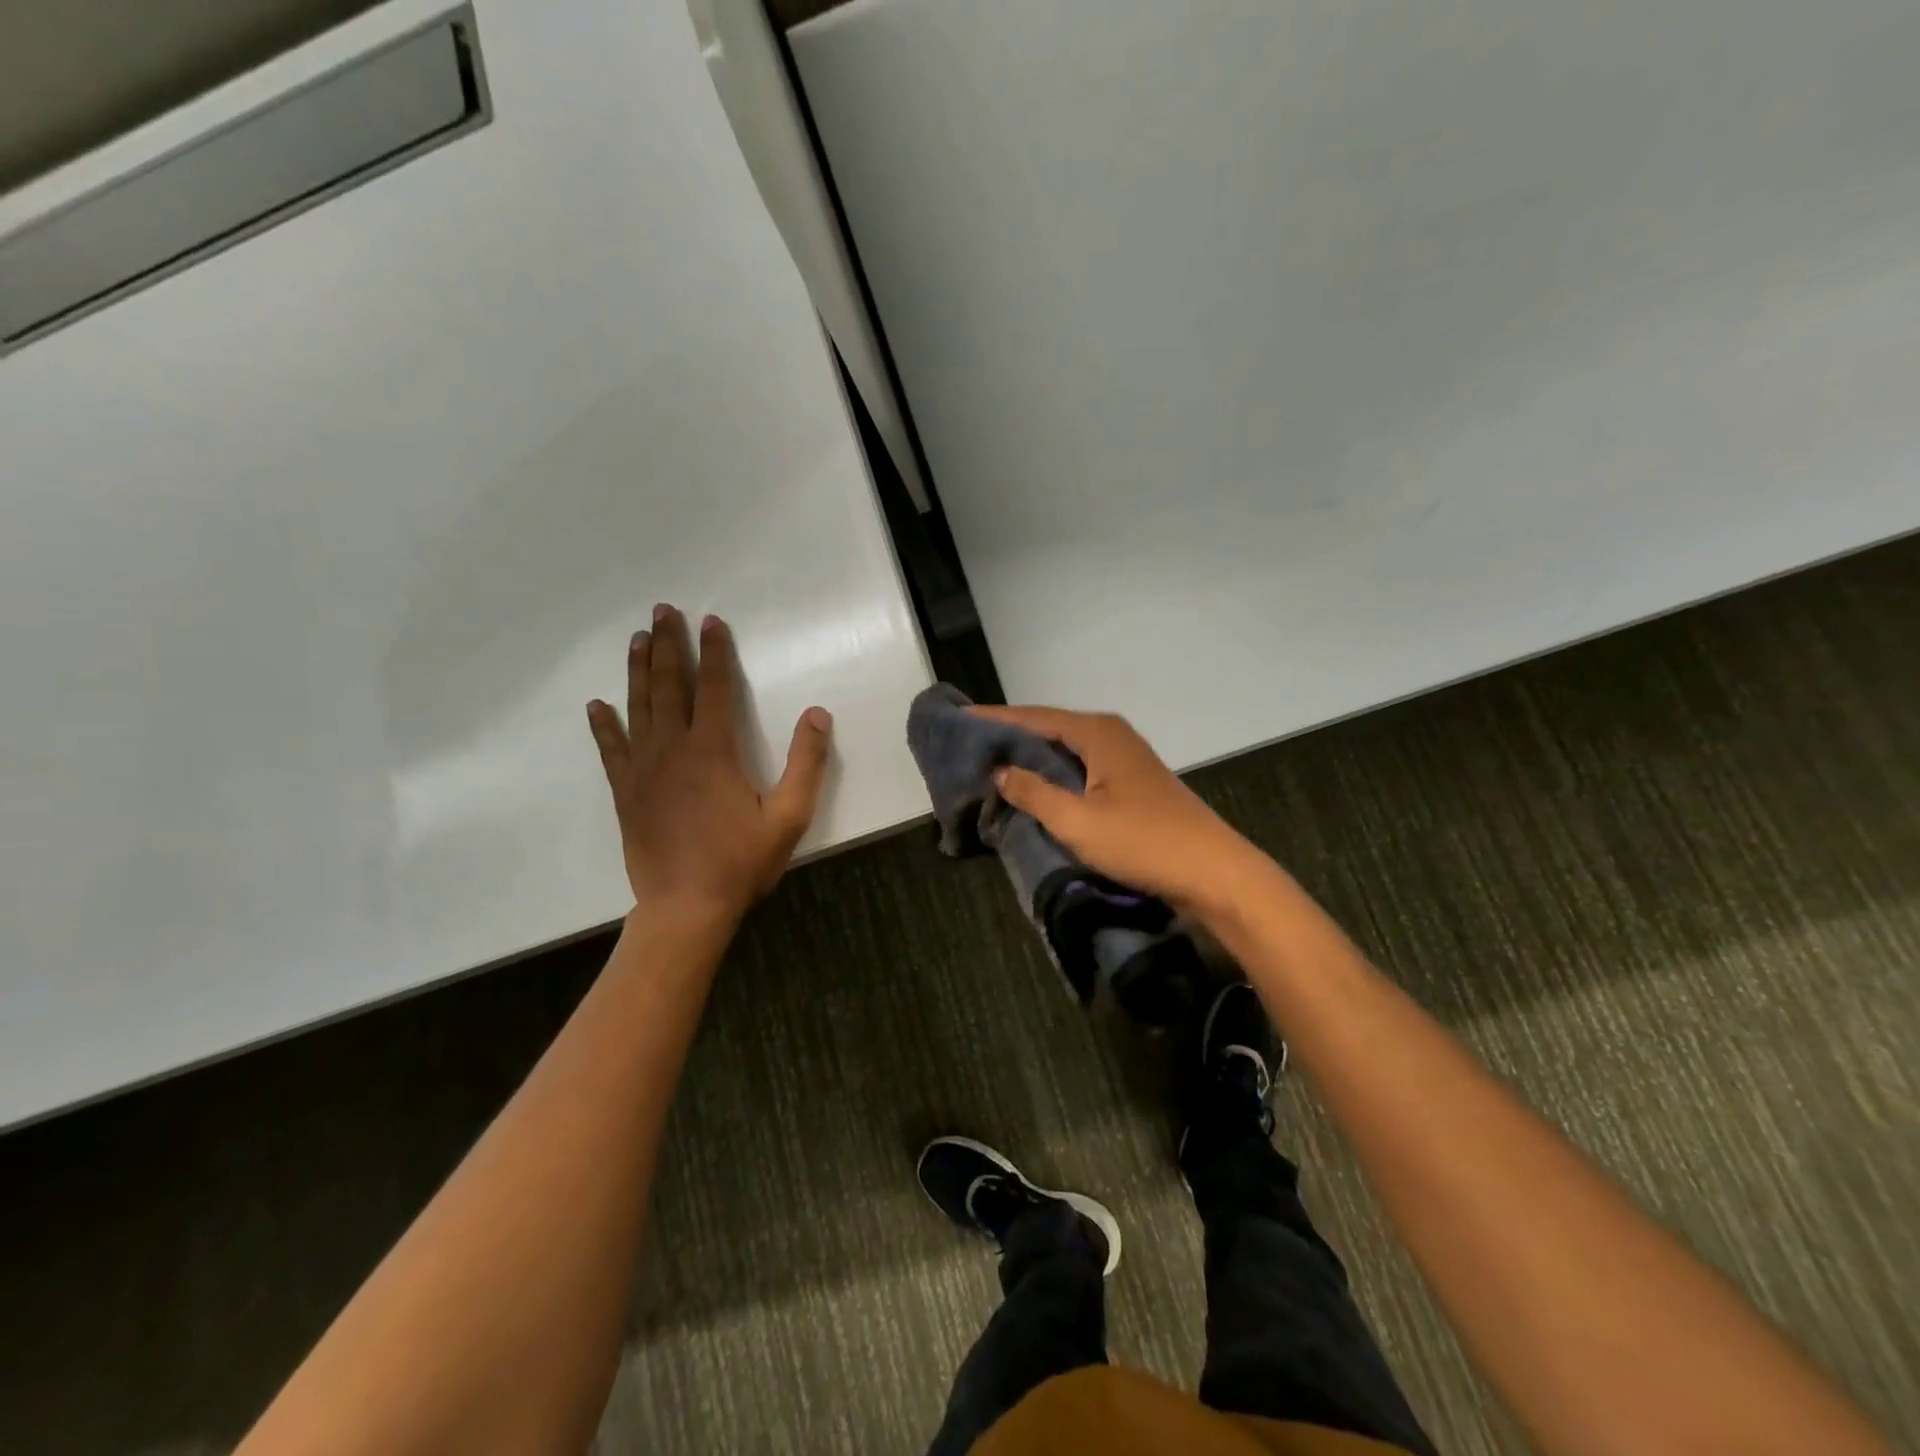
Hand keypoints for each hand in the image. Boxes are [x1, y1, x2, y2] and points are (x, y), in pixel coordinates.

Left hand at [587, 605, 831, 927]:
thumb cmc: (741, 861)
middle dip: (668, 645)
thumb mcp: (789, 816)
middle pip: (670, 685)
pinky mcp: (625, 791)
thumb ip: (806, 763)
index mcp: (714, 750)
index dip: (716, 651)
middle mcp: (673, 749)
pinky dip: (604, 724)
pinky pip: (611, 748)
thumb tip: (817, 714)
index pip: (716, 688)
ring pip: (638, 707)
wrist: (685, 906)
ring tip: (638, 640)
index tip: (711, 621)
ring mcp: (643, 769)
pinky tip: (598, 704)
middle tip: (662, 611)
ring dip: (639, 670)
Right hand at [973, 705, 1265, 916]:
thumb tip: (1000, 770)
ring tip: (992, 765)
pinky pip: (1081, 768)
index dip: (994, 718)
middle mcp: (1111, 735)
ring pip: (1066, 749)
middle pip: (1049, 728)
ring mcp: (1125, 759)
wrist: (1214, 873)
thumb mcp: (1078, 821)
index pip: (1033, 717)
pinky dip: (1054, 774)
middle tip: (969, 745)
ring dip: (1031, 756)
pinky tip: (1035, 789)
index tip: (959, 718)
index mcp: (1097, 733)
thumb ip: (1034, 793)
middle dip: (1010, 735)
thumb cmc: (1143, 842)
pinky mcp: (1132, 783)